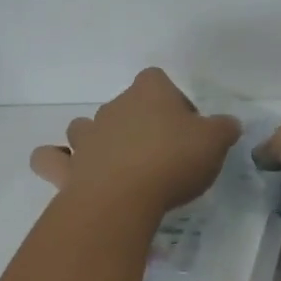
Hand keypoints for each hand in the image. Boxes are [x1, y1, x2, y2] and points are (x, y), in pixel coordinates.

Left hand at [28, 68, 240, 213]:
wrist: (122, 200)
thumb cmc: (173, 161)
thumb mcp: (215, 142)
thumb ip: (224, 128)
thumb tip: (228, 124)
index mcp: (149, 92)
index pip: (158, 80)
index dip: (173, 100)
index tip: (187, 128)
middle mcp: (114, 107)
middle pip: (126, 105)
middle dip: (141, 123)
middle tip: (162, 154)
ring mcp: (87, 137)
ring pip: (85, 127)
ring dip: (99, 140)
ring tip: (120, 165)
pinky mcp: (67, 168)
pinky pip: (53, 158)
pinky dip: (58, 163)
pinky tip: (73, 174)